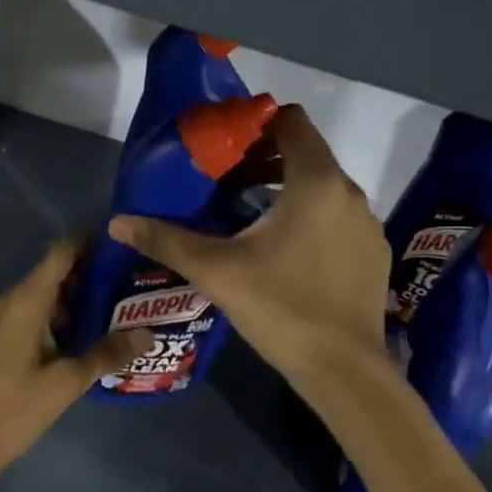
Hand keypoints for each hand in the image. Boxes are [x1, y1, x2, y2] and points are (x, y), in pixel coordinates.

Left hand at [0, 239, 152, 491]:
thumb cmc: (14, 407)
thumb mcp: (67, 381)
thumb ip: (107, 353)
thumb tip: (148, 332)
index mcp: (27, 300)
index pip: (62, 252)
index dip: (91, 241)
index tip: (124, 240)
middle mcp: (14, 300)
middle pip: (56, 271)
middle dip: (93, 271)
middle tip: (133, 276)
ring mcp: (4, 321)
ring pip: (47, 295)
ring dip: (79, 296)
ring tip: (121, 303)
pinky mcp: (2, 340)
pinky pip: (37, 314)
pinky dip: (63, 316)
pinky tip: (90, 333)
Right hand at [108, 105, 389, 402]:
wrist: (344, 370)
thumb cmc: (280, 307)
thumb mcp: (216, 271)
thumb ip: (167, 240)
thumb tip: (117, 222)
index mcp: (316, 181)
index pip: (292, 121)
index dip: (257, 124)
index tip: (225, 144)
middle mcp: (349, 192)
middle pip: (306, 153)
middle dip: (265, 159)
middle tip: (226, 180)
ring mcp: (368, 224)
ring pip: (324, 187)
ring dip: (288, 190)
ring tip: (249, 215)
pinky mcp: (374, 253)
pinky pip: (339, 217)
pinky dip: (313, 218)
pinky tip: (286, 252)